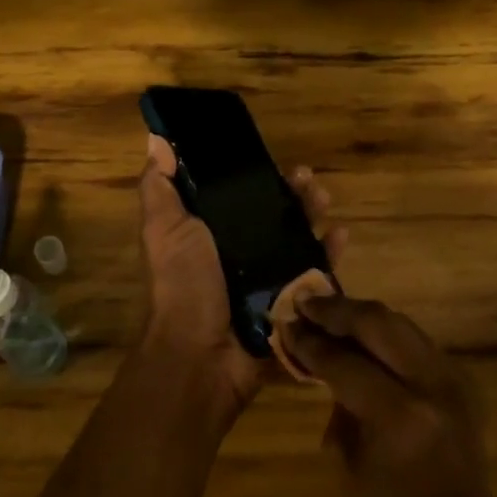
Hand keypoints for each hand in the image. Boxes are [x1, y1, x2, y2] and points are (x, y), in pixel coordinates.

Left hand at [138, 135, 344, 413]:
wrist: (201, 355)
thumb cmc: (182, 284)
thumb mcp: (163, 229)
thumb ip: (160, 188)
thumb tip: (156, 141)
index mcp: (208, 234)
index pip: (237, 196)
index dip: (255, 176)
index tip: (272, 158)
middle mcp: (238, 253)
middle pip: (272, 214)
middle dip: (292, 193)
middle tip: (308, 178)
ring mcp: (266, 278)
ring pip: (297, 239)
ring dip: (313, 215)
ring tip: (324, 200)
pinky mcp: (289, 302)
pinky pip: (315, 273)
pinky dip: (330, 254)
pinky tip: (340, 236)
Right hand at [279, 297, 496, 496]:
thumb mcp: (348, 463)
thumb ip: (337, 403)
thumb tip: (322, 360)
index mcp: (397, 415)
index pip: (344, 361)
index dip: (310, 342)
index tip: (286, 324)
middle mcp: (430, 385)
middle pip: (378, 323)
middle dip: (337, 310)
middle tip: (305, 303)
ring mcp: (452, 379)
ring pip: (400, 323)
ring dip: (362, 315)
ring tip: (328, 312)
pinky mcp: (462, 380)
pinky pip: (416, 341)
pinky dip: (385, 333)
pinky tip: (362, 335)